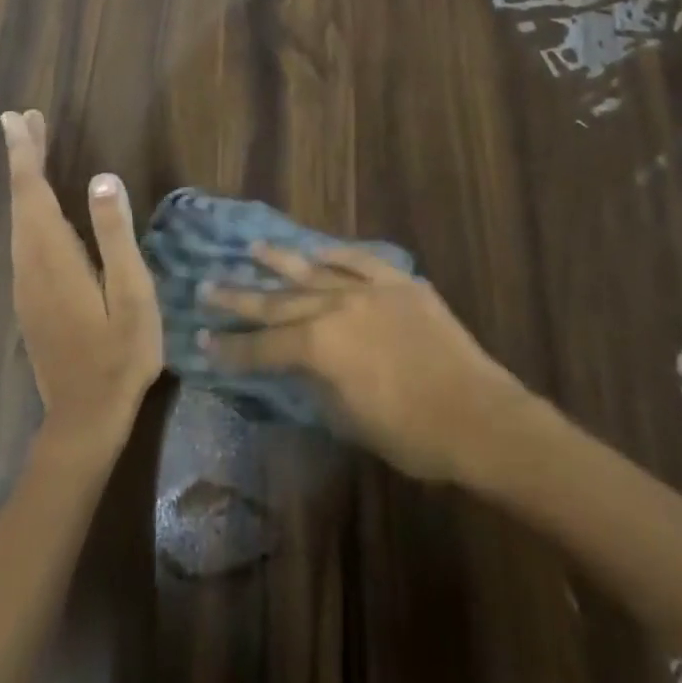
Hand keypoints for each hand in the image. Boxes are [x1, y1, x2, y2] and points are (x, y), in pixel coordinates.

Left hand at [2, 111, 162, 452]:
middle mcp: (30, 263)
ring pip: (19, 218)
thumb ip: (116, 235)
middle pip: (21, 200)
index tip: (16, 118)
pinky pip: (23, 236)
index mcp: (54, 256)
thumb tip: (103, 178)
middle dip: (22, 157)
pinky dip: (28, 206)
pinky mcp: (30, 297)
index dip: (25, 153)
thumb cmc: (120, 353)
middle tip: (23, 119)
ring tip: (31, 148)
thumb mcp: (132, 292)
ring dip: (23, 180)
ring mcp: (26, 282)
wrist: (85, 417)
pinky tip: (38, 204)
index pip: (33, 192)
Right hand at [200, 242, 526, 482]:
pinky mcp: (398, 282)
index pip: (263, 346)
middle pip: (278, 301)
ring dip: (280, 261)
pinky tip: (317, 247)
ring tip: (252, 249)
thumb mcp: (350, 420)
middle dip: (239, 297)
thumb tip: (299, 365)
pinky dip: (335, 254)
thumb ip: (318, 383)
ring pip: (313, 269)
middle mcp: (335, 307)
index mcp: (320, 347)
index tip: (202, 338)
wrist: (480, 417)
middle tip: (207, 285)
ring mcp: (368, 289)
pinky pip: (359, 260)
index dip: (231, 346)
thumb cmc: (412, 435)